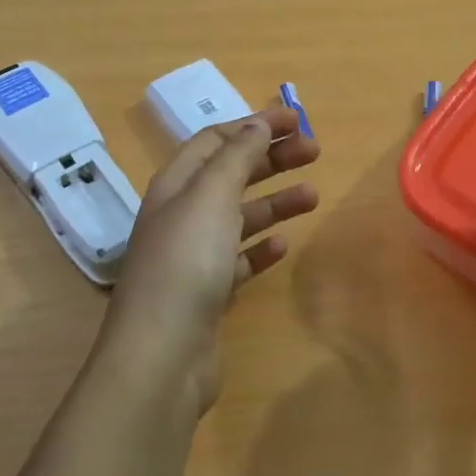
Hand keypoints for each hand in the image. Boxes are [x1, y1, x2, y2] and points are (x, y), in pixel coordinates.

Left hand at [102, 107, 320, 408]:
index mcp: (175, 185)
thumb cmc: (187, 262)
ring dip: (274, 202)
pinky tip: (283, 246)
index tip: (295, 120)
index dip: (254, 126)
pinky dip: (260, 248)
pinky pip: (237, 259)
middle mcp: (180, 215)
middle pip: (230, 174)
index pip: (215, 141)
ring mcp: (192, 256)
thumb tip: (258, 125)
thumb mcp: (211, 196)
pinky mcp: (206, 294)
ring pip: (238, 216)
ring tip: (313, 196)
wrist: (162, 355)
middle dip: (270, 159)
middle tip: (314, 151)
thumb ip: (236, 157)